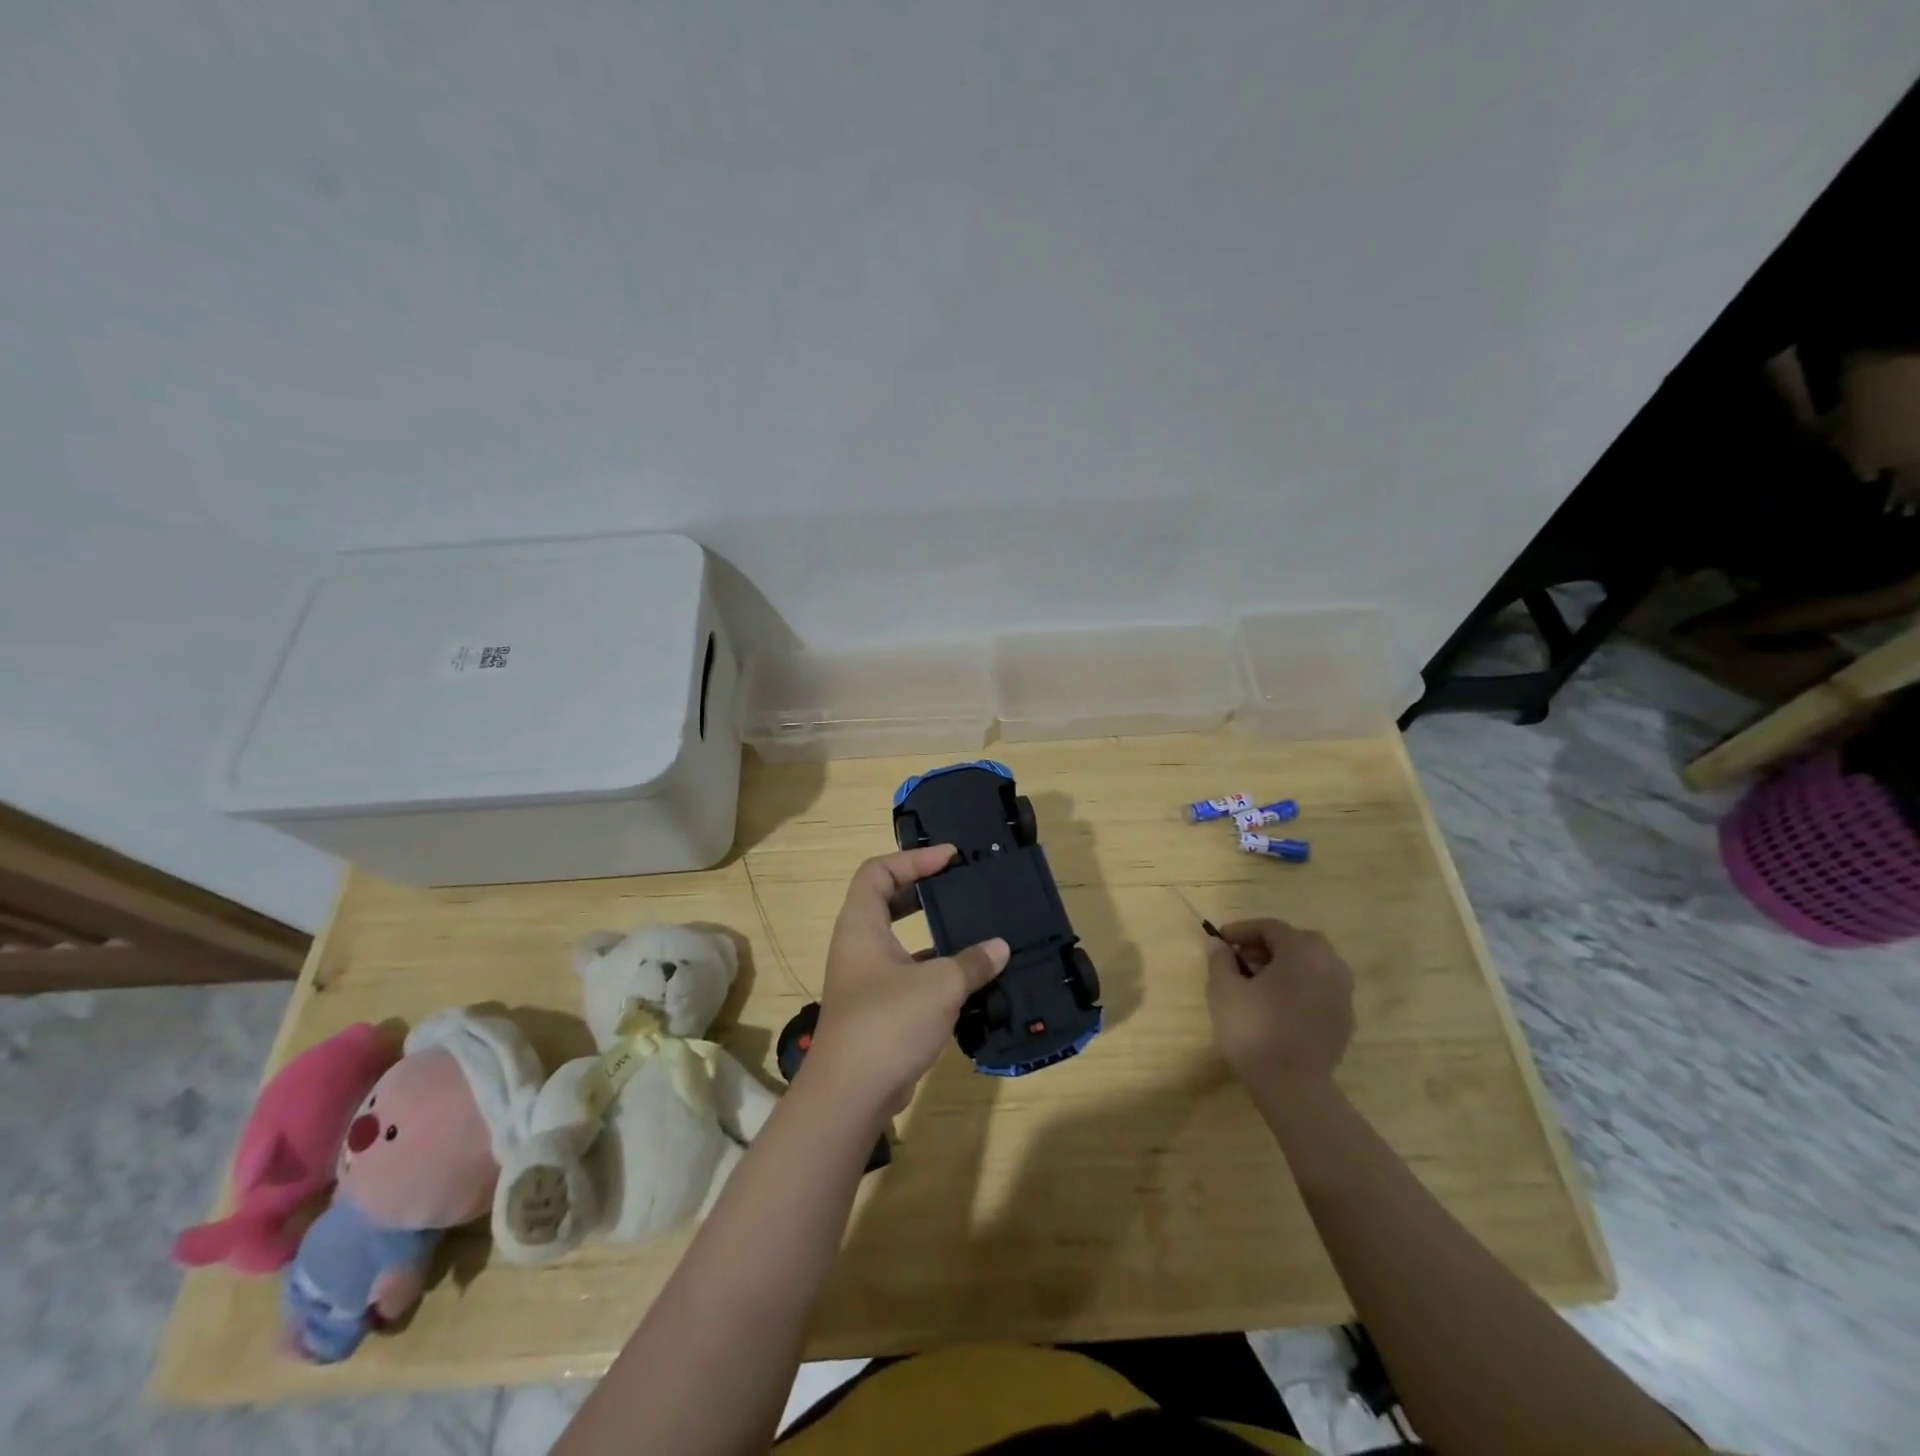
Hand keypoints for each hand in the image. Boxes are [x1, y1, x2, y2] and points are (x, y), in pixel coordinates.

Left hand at [804, 847, 1009, 1120]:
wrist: (851, 1093)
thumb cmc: (889, 1022)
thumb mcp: (939, 985)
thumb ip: (972, 962)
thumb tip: (999, 948)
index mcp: (861, 925)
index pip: (878, 871)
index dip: (913, 858)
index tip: (949, 858)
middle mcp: (859, 945)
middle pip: (887, 900)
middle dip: (923, 890)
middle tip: (960, 885)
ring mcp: (867, 979)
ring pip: (901, 940)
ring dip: (934, 933)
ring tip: (973, 928)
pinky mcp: (879, 1009)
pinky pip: (910, 974)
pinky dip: (937, 970)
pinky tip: (971, 977)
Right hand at [1205, 918, 1354, 1090]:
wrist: (1293, 1087)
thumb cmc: (1254, 1030)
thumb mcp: (1224, 991)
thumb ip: (1220, 960)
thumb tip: (1218, 943)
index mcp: (1301, 952)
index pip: (1271, 927)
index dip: (1243, 930)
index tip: (1221, 941)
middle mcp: (1329, 966)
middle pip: (1299, 941)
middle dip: (1270, 944)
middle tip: (1244, 959)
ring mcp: (1342, 994)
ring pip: (1315, 964)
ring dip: (1289, 964)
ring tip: (1262, 982)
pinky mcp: (1345, 1019)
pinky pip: (1323, 988)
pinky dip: (1303, 985)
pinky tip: (1281, 1005)